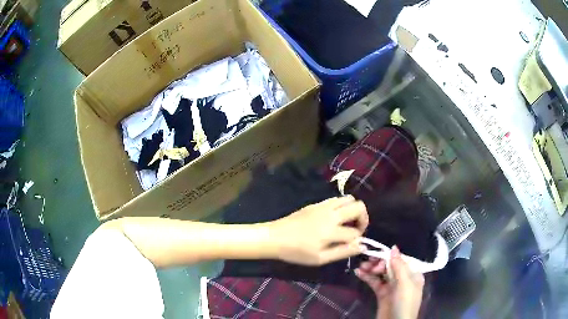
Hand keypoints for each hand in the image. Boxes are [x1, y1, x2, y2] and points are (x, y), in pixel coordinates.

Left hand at [269, 196, 368, 265]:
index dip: (358, 240)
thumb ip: (343, 252)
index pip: (355, 232)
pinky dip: (342, 206)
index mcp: (331, 230)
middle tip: (356, 230)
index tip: (352, 245)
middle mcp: (331, 214)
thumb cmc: (296, 252)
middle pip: (359, 206)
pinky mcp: (316, 203)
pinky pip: (336, 199)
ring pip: (349, 199)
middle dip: (363, 218)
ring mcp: (323, 206)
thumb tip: (362, 246)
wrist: (275, 237)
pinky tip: (335, 218)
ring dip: (353, 210)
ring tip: (347, 223)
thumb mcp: (320, 259)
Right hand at [355, 246, 423, 318]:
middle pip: (390, 265)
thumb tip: (394, 247)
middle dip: (379, 263)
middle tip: (368, 264)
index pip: (401, 260)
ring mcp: (392, 287)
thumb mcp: (404, 284)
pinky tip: (359, 273)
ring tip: (361, 267)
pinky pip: (375, 282)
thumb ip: (399, 266)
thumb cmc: (404, 303)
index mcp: (413, 274)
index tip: (378, 256)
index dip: (389, 257)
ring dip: (371, 269)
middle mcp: (403, 279)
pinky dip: (367, 277)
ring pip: (381, 273)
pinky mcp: (382, 294)